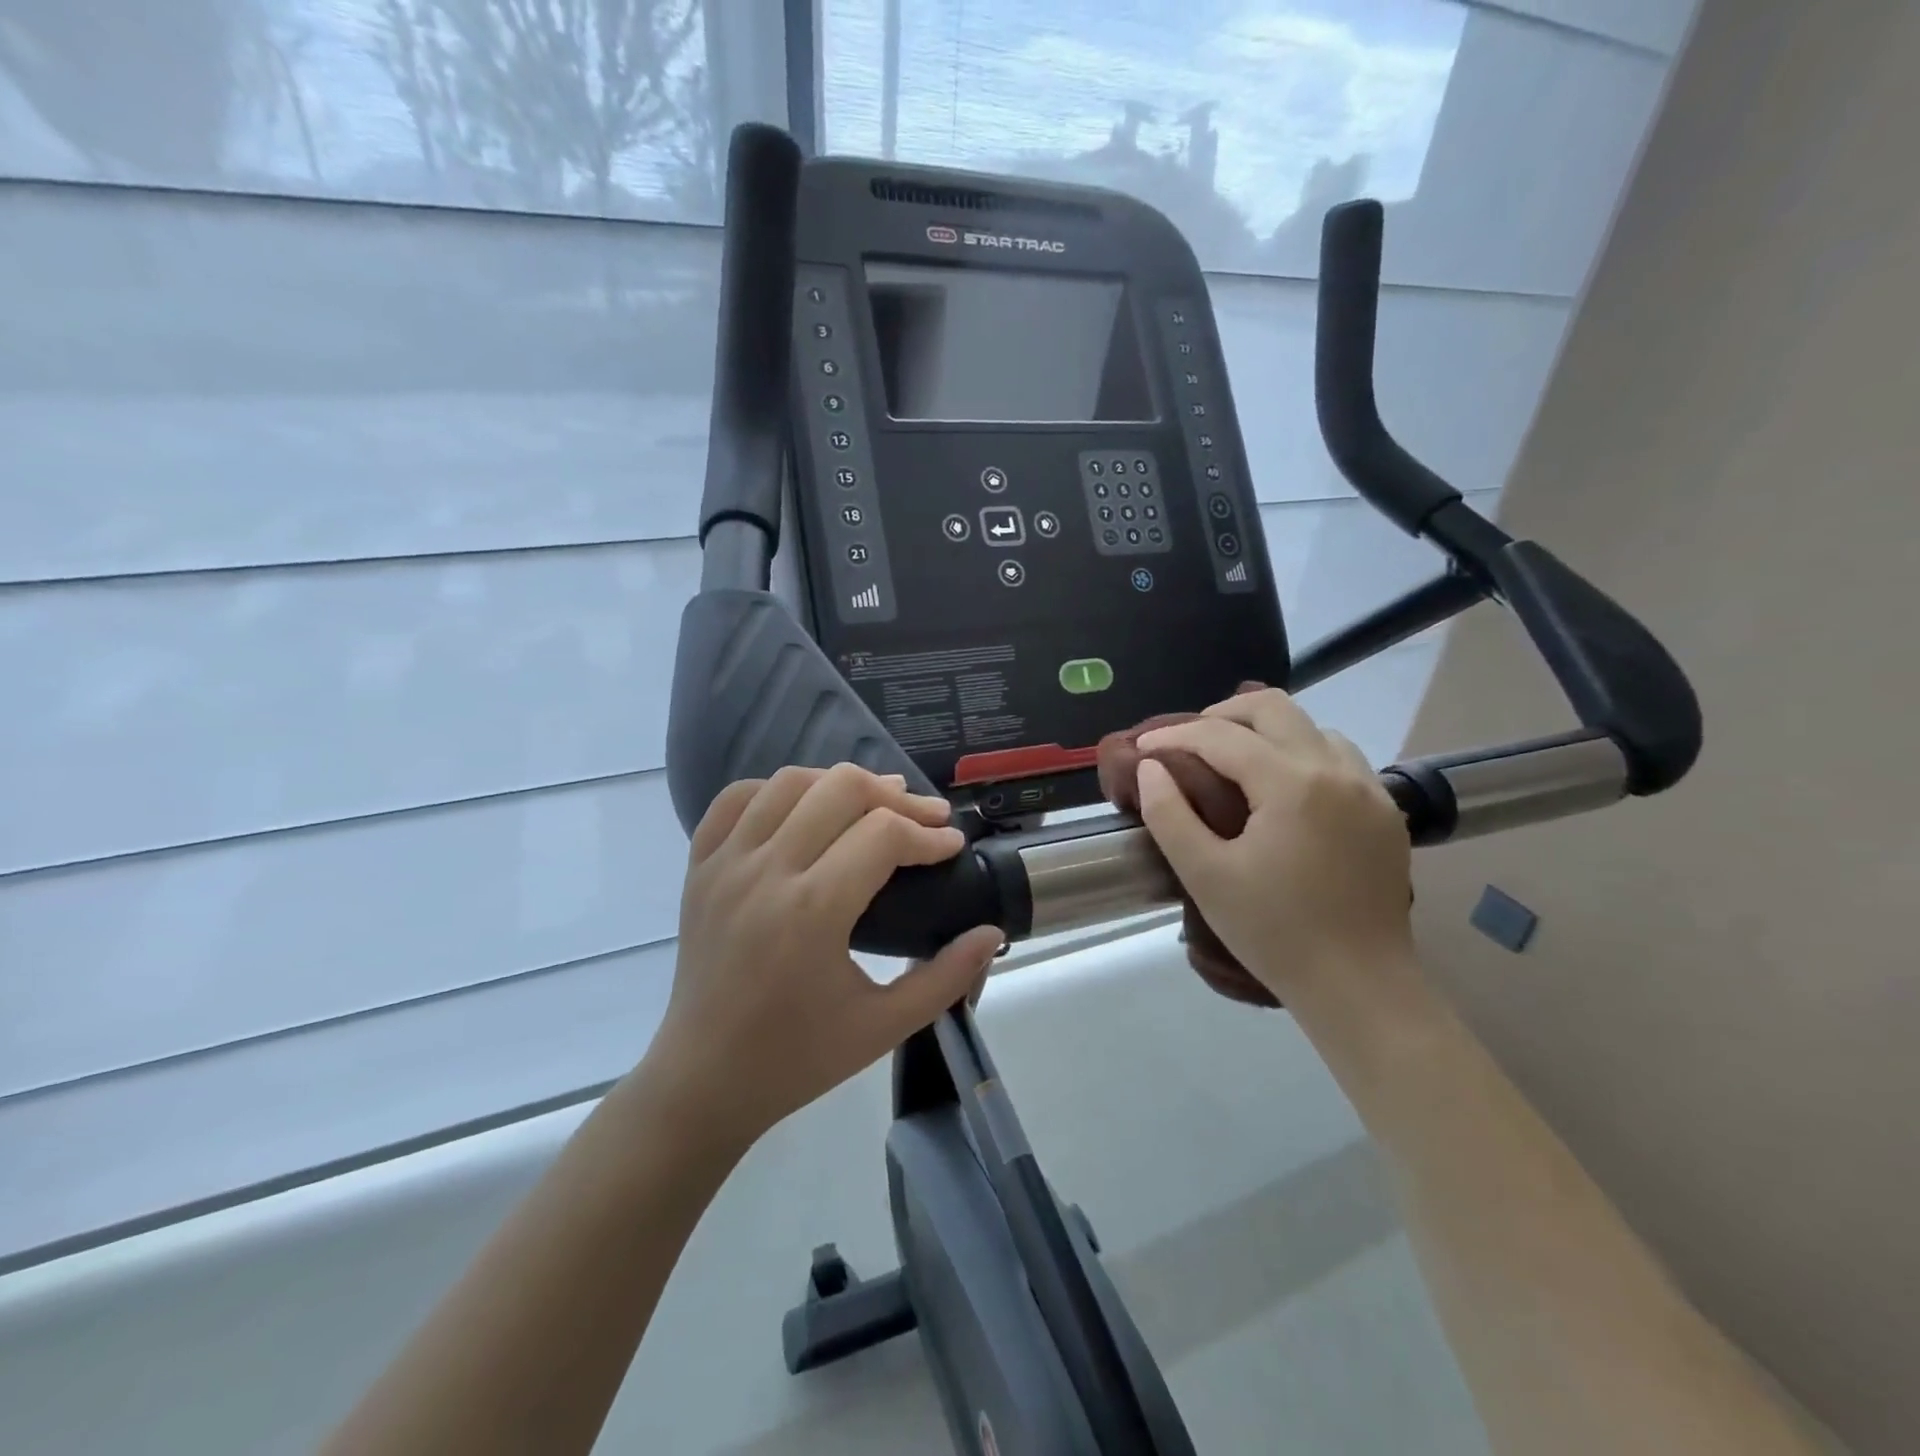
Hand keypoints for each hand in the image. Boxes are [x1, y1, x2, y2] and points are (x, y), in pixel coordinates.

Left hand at [647, 764, 1003, 1149]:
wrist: (704, 1080)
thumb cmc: (798, 1058)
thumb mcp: (884, 1027)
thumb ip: (946, 977)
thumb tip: (992, 932)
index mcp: (811, 913)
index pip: (883, 835)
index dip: (929, 835)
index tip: (952, 848)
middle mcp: (764, 873)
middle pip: (840, 789)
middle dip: (895, 798)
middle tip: (924, 820)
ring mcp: (724, 864)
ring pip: (790, 782)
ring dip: (840, 784)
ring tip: (873, 805)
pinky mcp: (698, 867)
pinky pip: (736, 798)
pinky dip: (777, 790)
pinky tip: (805, 807)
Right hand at [1132, 689, 1414, 1010]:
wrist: (1359, 987)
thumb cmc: (1274, 932)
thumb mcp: (1205, 875)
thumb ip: (1169, 814)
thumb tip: (1151, 767)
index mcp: (1292, 784)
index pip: (1221, 736)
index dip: (1174, 735)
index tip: (1143, 746)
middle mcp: (1336, 771)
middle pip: (1273, 707)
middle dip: (1222, 714)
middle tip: (1187, 741)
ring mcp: (1369, 789)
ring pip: (1311, 727)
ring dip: (1266, 732)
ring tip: (1233, 761)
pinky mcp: (1384, 811)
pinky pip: (1339, 757)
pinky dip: (1301, 754)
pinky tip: (1283, 788)